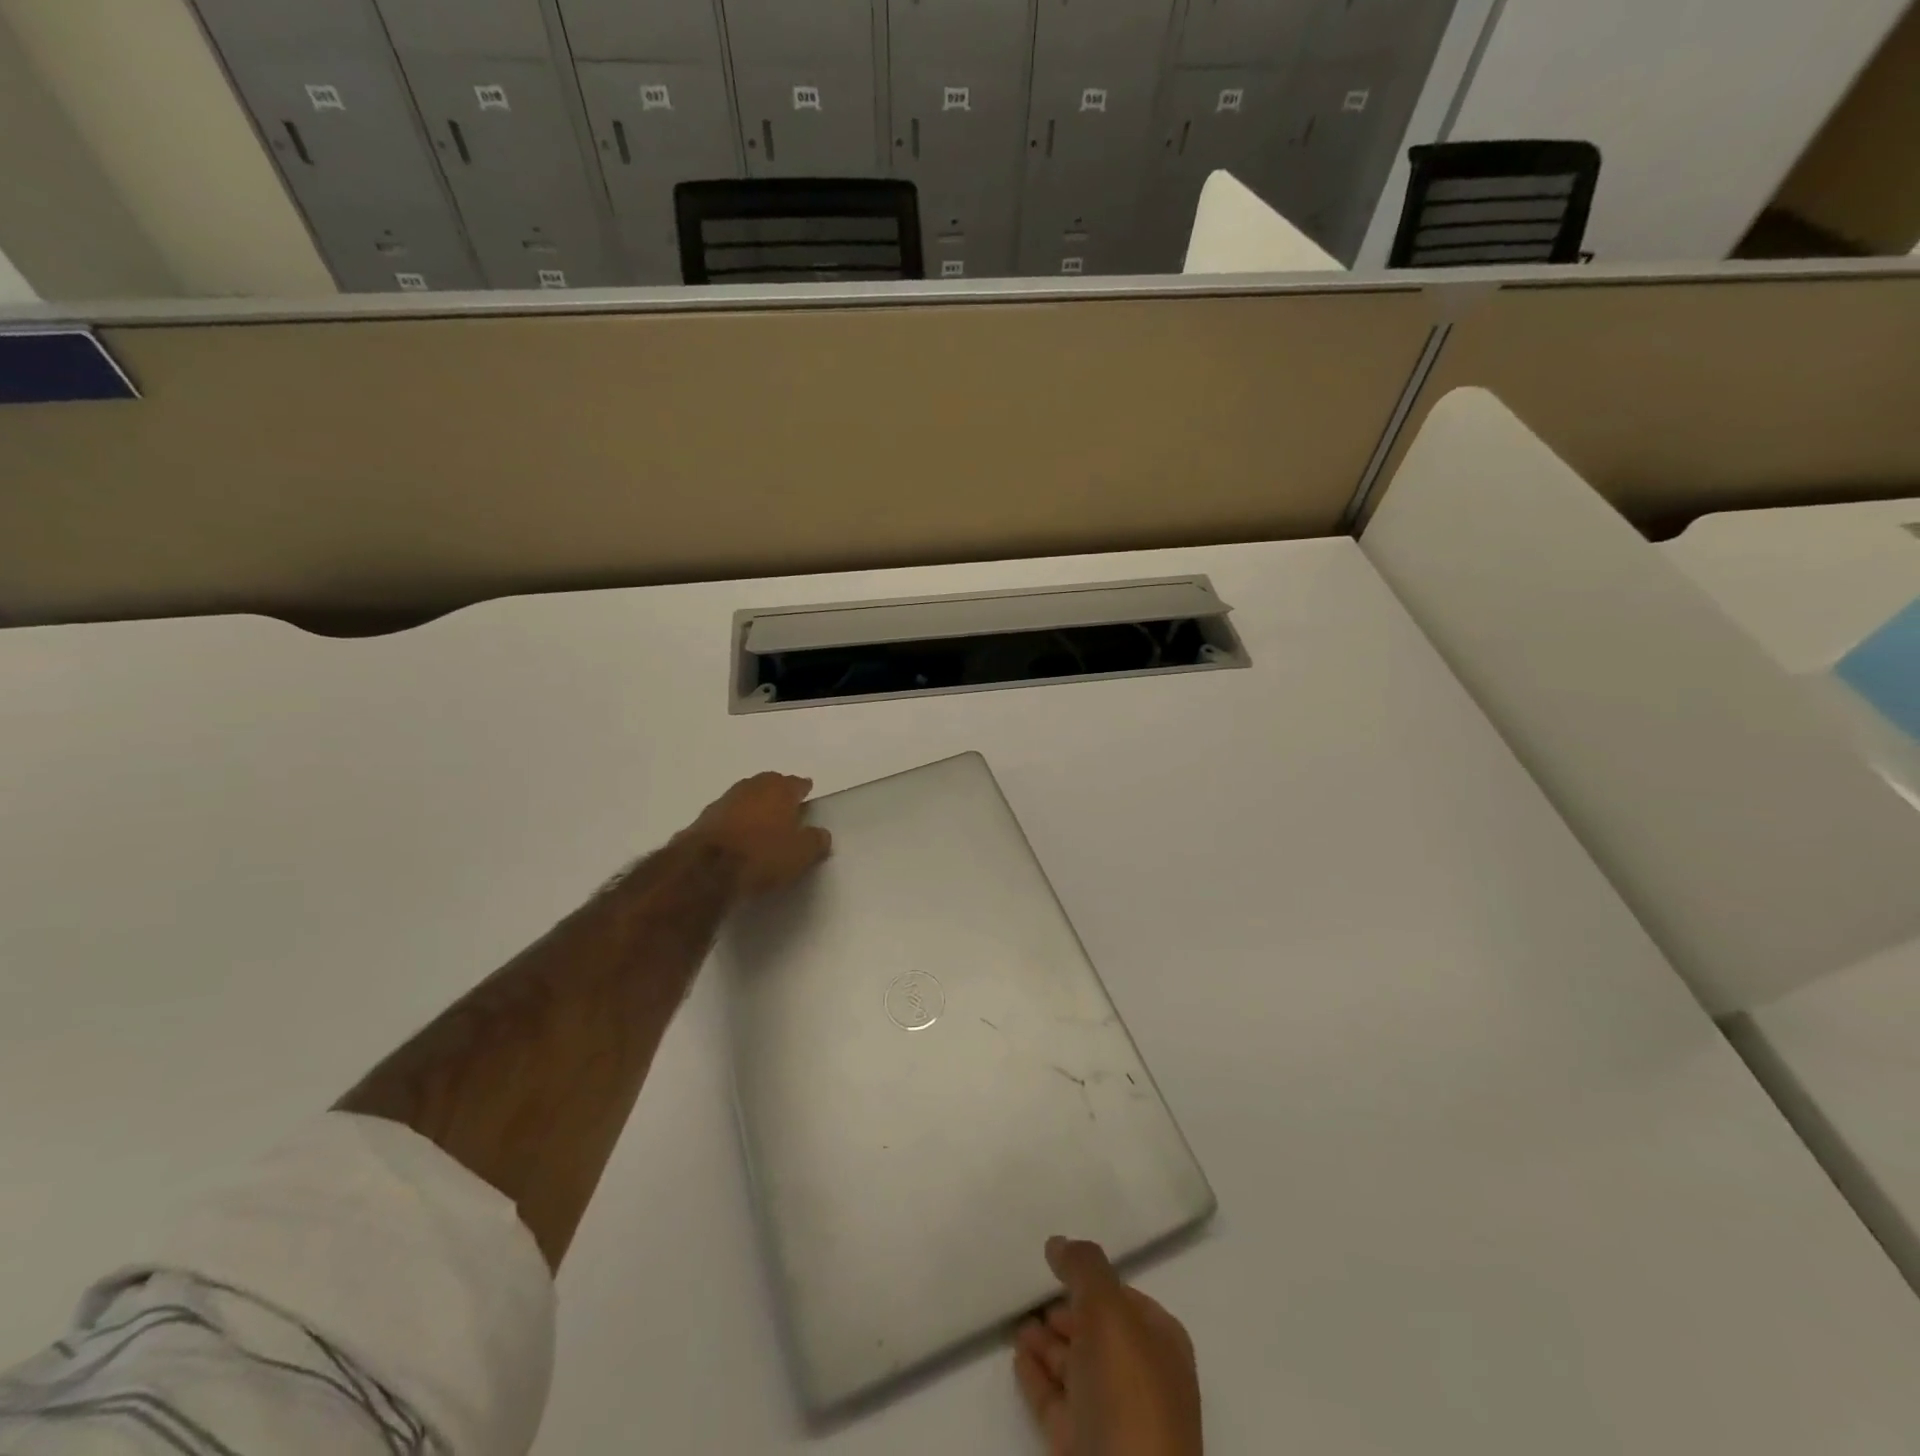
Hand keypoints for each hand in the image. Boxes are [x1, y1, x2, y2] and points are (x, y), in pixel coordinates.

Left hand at [683, 773, 831, 898]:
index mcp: (780, 790)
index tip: (807, 793)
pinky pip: (727, 815)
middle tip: (786, 804)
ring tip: (762, 820)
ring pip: (746, 797)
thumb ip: (816, 841)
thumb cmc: (762, 855)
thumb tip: (821, 834)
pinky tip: (738, 834)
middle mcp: (752, 787)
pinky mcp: (702, 819)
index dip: (804, 789)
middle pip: (769, 784)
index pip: (797, 783)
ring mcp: (724, 801)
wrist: (705, 869)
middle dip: (778, 791)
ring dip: (754, 805)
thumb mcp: (801, 854)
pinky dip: (735, 821)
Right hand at [1014, 1237, 1202, 1455]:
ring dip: (1047, 1343)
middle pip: (1099, 1332)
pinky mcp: (1083, 1451)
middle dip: (1067, 1312)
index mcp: (1161, 1344)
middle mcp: (1142, 1380)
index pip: (1125, 1298)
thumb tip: (1058, 1243)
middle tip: (1030, 1289)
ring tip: (1016, 1320)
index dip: (1092, 1281)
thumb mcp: (1109, 1312)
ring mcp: (1114, 1420)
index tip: (1056, 1265)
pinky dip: (1037, 1378)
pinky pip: (1056, 1402)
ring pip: (1076, 1367)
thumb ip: (1084, 1268)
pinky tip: (1017, 1357)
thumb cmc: (1129, 1397)